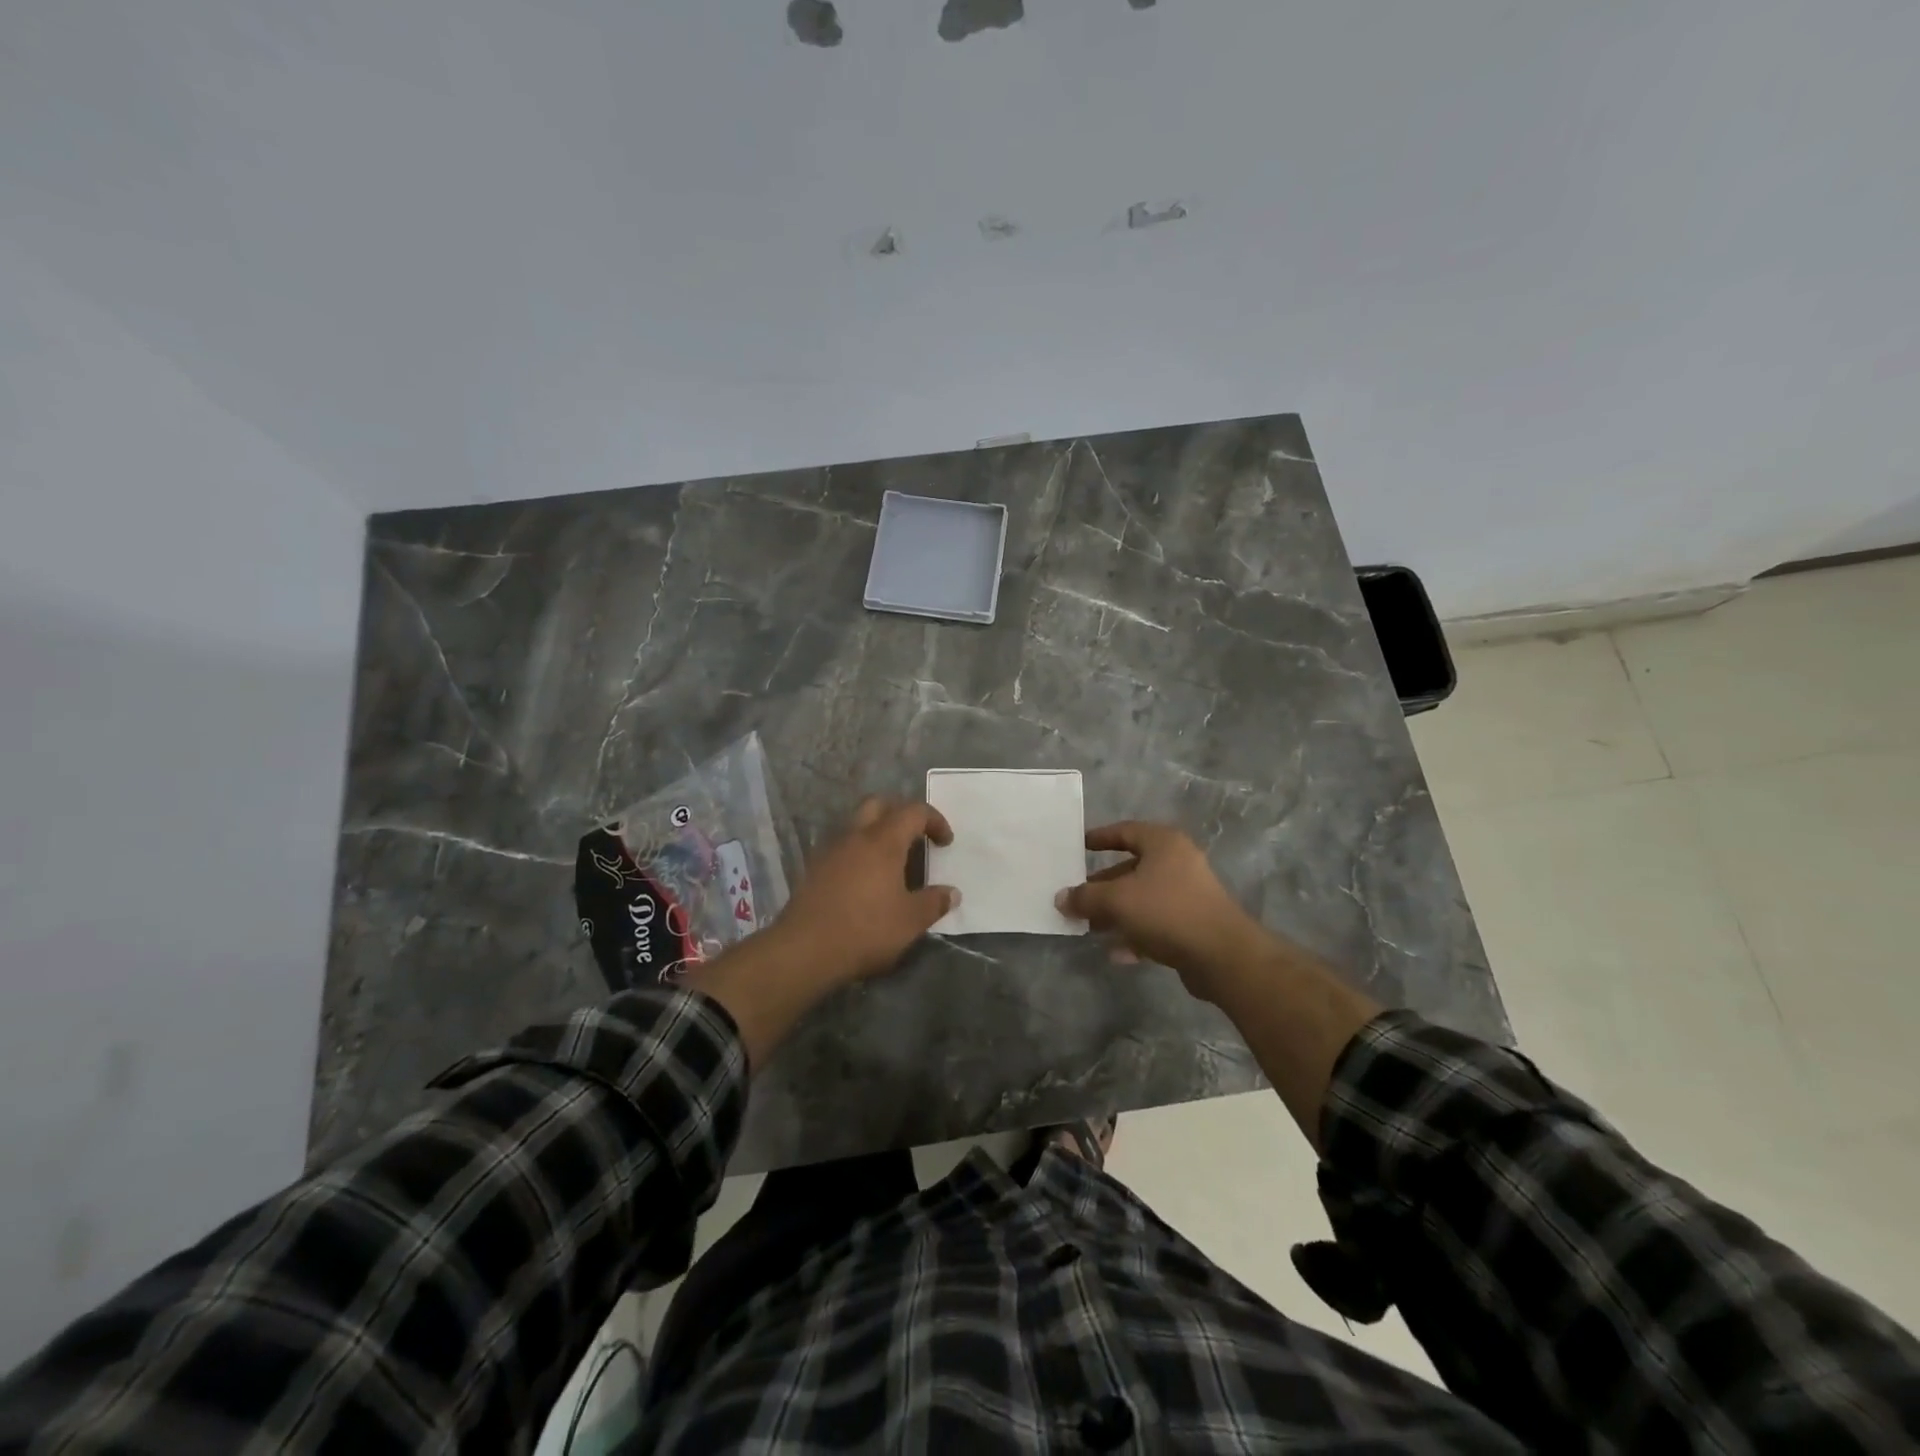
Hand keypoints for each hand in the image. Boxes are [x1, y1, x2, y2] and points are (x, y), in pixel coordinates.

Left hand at [768, 796, 957, 985]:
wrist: (804, 950)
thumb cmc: (865, 930)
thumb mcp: (910, 921)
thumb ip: (934, 903)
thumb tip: (952, 892)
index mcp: (883, 841)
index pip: (913, 812)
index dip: (934, 820)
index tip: (945, 842)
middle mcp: (855, 836)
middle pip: (878, 804)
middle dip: (900, 814)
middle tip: (915, 838)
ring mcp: (830, 851)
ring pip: (856, 825)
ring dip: (877, 833)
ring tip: (892, 864)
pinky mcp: (814, 869)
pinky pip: (843, 848)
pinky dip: (859, 853)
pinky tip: (866, 882)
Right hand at [1056, 821, 1266, 999]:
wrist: (1222, 956)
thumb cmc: (1167, 911)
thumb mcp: (1117, 900)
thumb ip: (1085, 897)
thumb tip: (1061, 898)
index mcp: (1163, 843)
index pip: (1125, 831)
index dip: (1099, 838)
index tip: (1077, 847)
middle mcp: (1178, 863)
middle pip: (1131, 869)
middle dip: (1102, 886)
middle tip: (1076, 898)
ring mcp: (1188, 894)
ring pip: (1142, 899)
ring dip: (1115, 913)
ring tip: (1089, 928)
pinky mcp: (1193, 925)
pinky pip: (1156, 924)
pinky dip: (1136, 934)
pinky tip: (1117, 954)